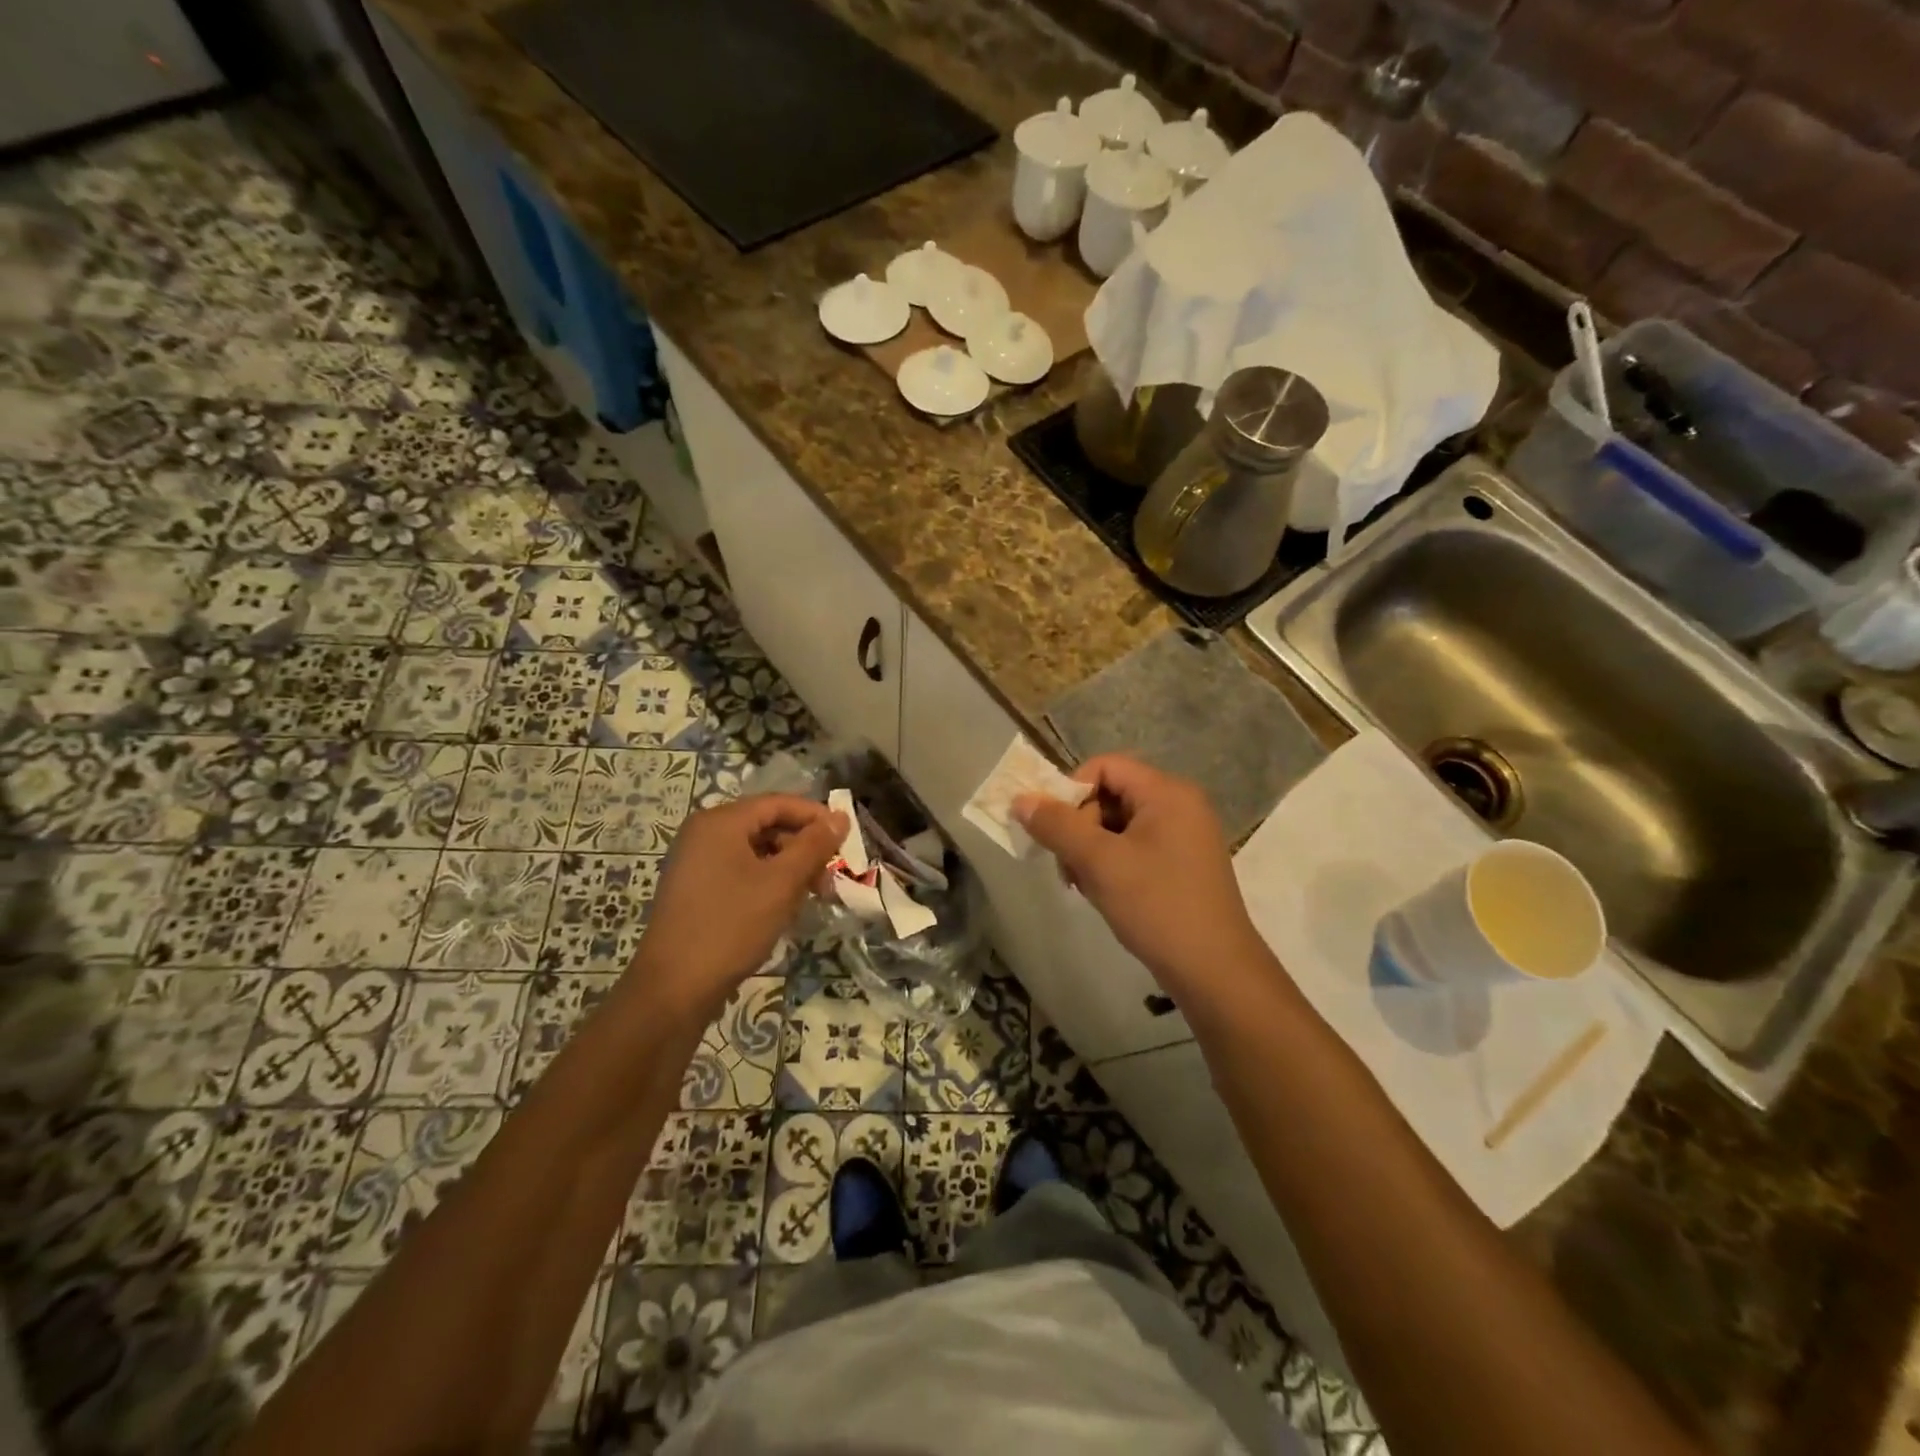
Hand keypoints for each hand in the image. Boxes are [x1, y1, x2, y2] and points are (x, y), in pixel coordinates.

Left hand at [629, 794, 846, 1017]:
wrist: (673, 988)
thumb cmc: (731, 925)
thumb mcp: (782, 883)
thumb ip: (813, 846)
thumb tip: (840, 817)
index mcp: (720, 822)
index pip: (778, 803)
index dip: (815, 816)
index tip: (846, 839)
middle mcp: (704, 834)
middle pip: (766, 826)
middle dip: (803, 847)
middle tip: (830, 876)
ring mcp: (695, 863)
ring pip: (755, 852)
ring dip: (788, 868)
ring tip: (812, 896)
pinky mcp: (694, 891)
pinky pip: (740, 872)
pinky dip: (767, 882)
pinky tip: (784, 908)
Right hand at [1015, 756, 1267, 998]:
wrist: (1215, 971)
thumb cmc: (1156, 906)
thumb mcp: (1099, 862)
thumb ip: (1057, 826)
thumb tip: (1021, 800)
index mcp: (1167, 792)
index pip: (1104, 766)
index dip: (1071, 790)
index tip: (1055, 829)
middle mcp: (1180, 805)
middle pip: (1111, 794)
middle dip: (1080, 826)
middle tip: (1067, 867)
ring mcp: (1185, 836)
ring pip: (1119, 825)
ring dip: (1091, 850)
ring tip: (1083, 885)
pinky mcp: (1183, 864)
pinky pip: (1136, 847)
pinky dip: (1112, 864)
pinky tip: (1103, 893)